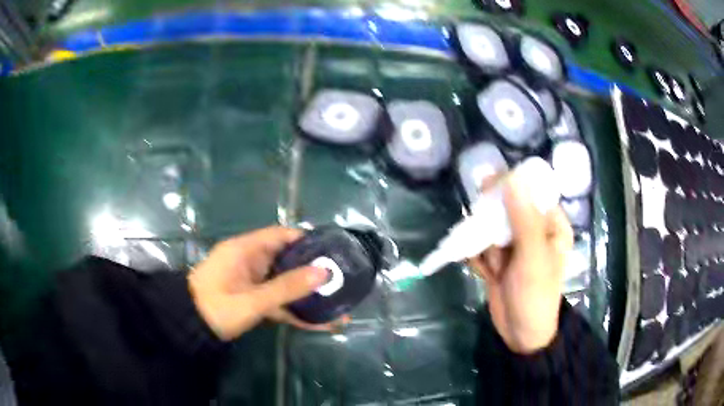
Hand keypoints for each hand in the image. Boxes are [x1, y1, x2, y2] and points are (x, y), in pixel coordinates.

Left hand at [188, 226, 330, 340]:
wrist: (191, 329)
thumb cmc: (216, 307)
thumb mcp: (252, 300)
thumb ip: (287, 287)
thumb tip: (324, 272)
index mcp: (245, 250)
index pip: (280, 235)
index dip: (305, 240)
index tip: (330, 249)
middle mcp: (250, 262)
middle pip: (287, 260)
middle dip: (312, 270)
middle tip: (340, 278)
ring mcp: (252, 282)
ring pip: (284, 283)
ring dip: (307, 294)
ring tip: (338, 303)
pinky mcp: (253, 300)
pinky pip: (278, 301)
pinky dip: (295, 310)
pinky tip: (319, 323)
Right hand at [469, 172, 572, 353]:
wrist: (520, 334)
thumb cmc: (535, 295)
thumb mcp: (533, 257)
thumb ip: (523, 218)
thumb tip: (512, 177)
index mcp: (551, 223)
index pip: (530, 191)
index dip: (508, 187)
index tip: (488, 192)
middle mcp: (534, 229)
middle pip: (505, 207)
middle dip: (493, 226)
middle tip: (493, 244)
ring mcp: (514, 244)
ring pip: (489, 227)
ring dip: (486, 247)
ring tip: (495, 269)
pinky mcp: (499, 257)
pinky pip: (481, 245)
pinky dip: (479, 259)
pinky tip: (487, 275)